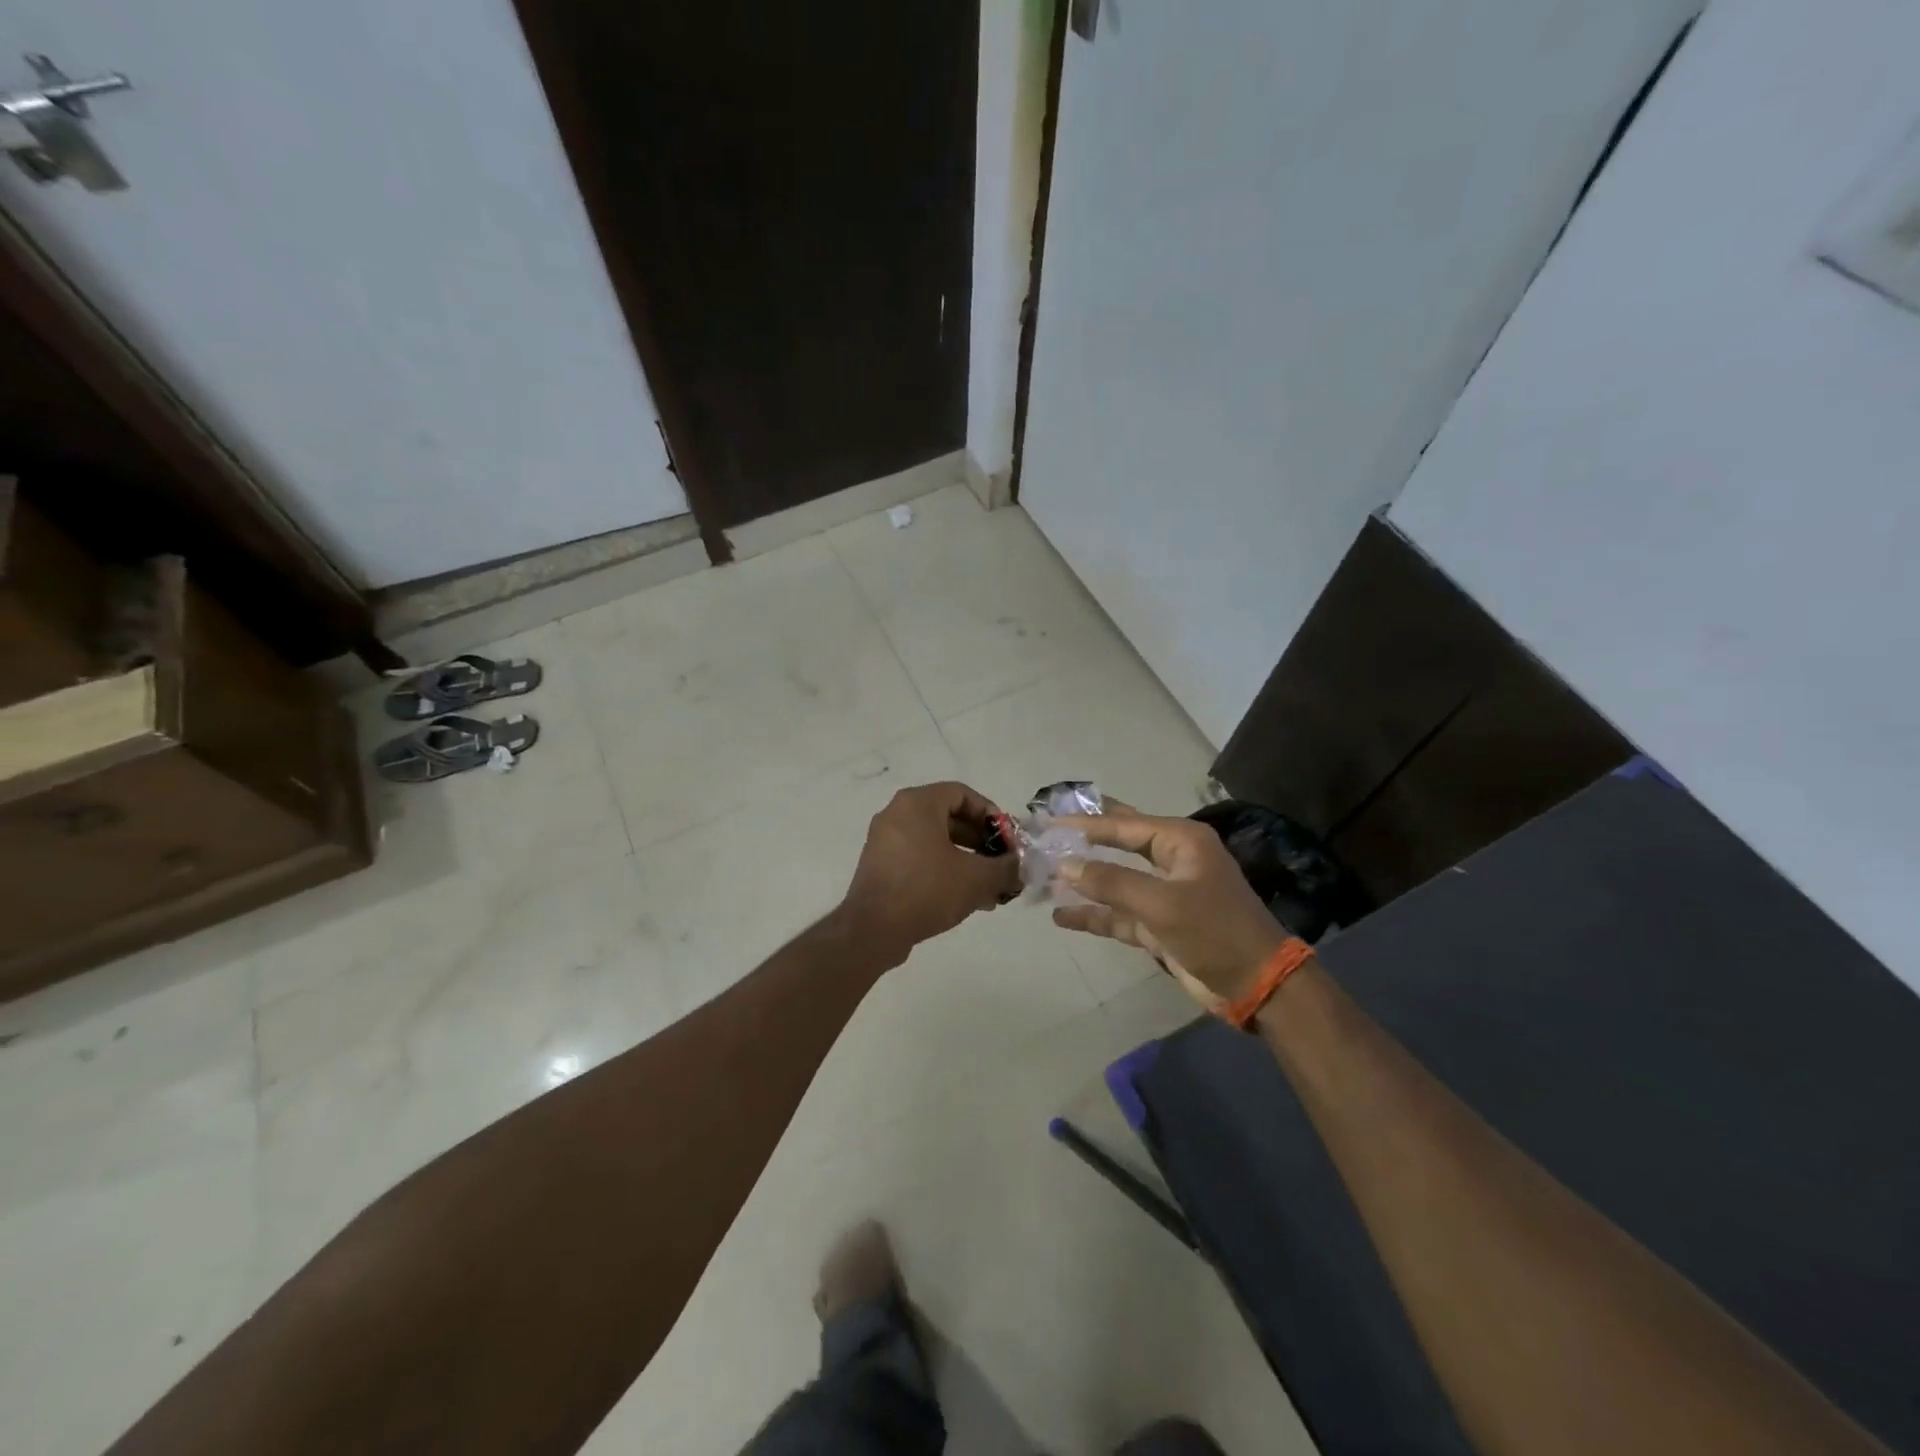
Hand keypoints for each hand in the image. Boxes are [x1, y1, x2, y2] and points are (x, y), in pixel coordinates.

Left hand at [840, 782, 1019, 958]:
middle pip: (949, 818)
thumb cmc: (927, 890)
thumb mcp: (977, 878)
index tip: (1007, 839)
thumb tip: (1020, 866)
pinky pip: (920, 858)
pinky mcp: (880, 866)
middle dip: (981, 842)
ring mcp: (885, 841)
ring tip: (990, 888)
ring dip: (966, 860)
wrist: (873, 930)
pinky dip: (944, 870)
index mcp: (917, 804)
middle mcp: (897, 814)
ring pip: (936, 842)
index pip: (962, 794)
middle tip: (1002, 864)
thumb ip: (1006, 867)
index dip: (990, 814)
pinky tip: (966, 898)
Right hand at [1050, 806, 1286, 1003]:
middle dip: (1084, 842)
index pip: (1123, 824)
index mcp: (1180, 841)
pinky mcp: (1158, 924)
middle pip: (1118, 844)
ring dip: (1084, 882)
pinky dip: (1094, 915)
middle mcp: (1171, 860)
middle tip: (1046, 834)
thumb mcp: (1162, 903)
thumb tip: (1065, 865)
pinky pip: (1119, 913)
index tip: (1048, 823)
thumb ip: (1112, 882)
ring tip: (1044, 877)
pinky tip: (1062, 916)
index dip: (1084, 824)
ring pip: (1114, 881)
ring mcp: (1164, 893)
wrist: (1257, 985)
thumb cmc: (1215, 932)